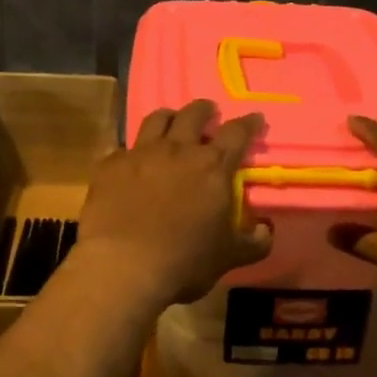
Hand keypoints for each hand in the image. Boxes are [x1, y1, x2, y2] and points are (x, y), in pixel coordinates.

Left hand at [76, 100, 273, 306]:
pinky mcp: (110, 166)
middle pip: (193, 115)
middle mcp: (178, 150)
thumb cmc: (185, 261)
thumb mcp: (229, 257)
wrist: (123, 266)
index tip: (254, 118)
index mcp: (213, 167)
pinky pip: (123, 148)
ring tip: (171, 121)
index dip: (248, 123)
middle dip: (204, 110)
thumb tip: (266, 231)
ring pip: (156, 120)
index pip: (237, 133)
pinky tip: (131, 163)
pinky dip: (132, 152)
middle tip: (208, 112)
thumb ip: (253, 243)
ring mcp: (140, 154)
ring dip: (168, 117)